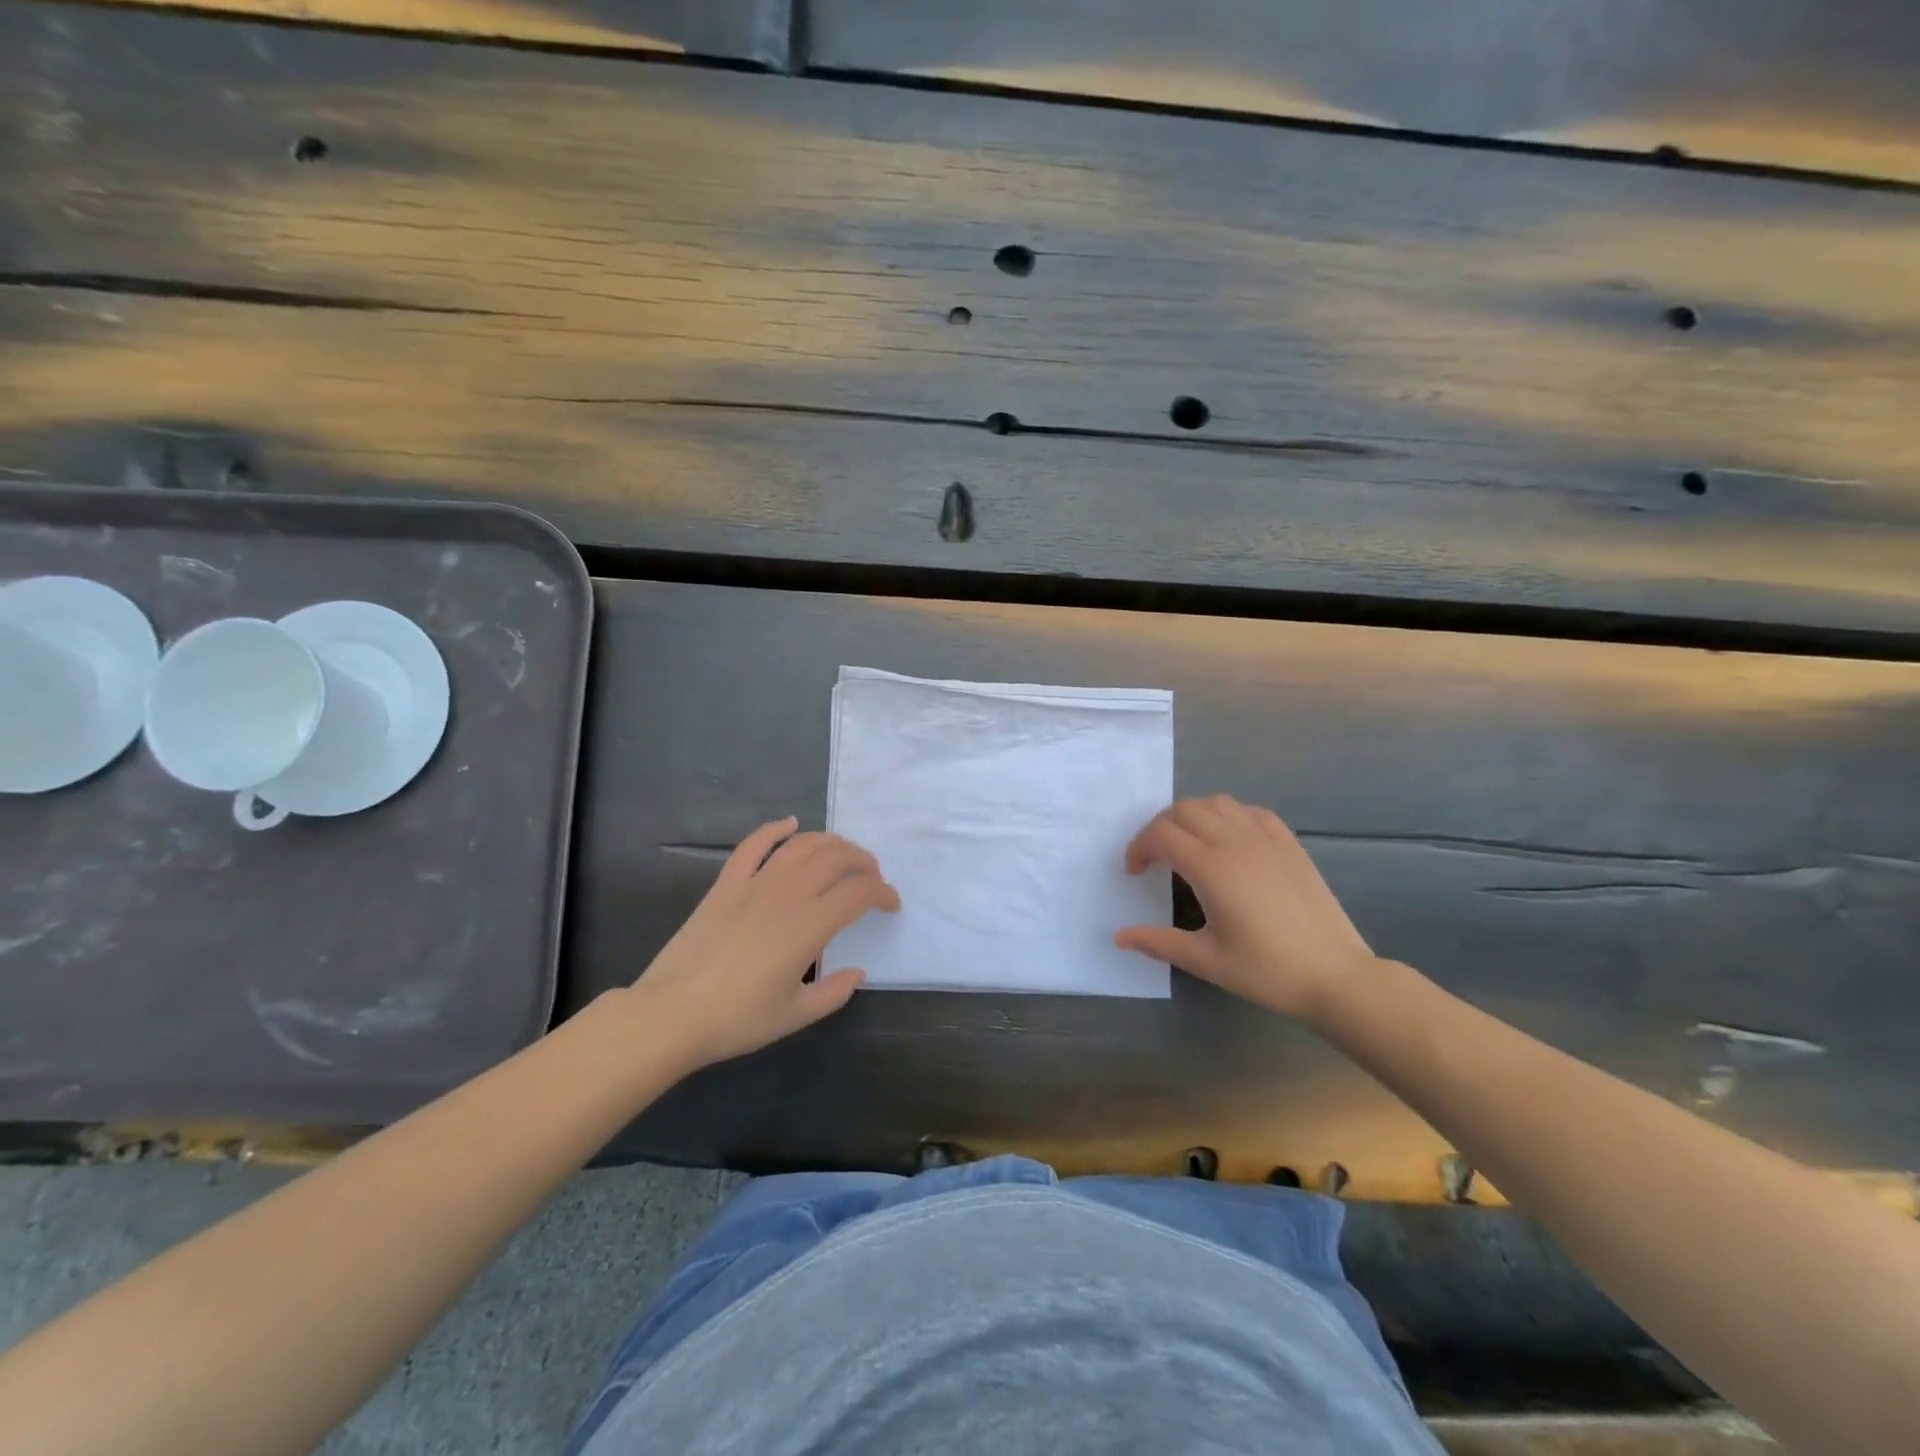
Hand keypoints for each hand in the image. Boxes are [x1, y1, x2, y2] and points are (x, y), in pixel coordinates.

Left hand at [637, 818, 898, 1067]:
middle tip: (872, 875)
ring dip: (830, 843)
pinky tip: (789, 824)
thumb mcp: (796, 1015)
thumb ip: (834, 993)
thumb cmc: (738, 1019)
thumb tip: (857, 972)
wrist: (672, 1013)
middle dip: (863, 862)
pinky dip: (775, 829)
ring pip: (802, 846)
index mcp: (811, 925)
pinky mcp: (726, 883)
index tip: (890, 904)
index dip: (883, 893)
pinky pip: (754, 845)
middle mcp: (789, 893)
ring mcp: (755, 883)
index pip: (860, 893)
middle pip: (837, 858)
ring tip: (842, 853)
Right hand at [1115, 795, 1375, 1020]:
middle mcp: (1236, 842)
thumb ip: (1159, 942)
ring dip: (1193, 816)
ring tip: (1189, 844)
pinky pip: (1251, 811)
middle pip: (1184, 810)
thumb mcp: (1206, 960)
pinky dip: (1229, 815)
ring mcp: (1266, 839)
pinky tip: (1230, 841)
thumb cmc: (1267, 971)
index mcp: (1211, 868)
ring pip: (1217, 803)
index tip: (1135, 873)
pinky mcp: (1290, 844)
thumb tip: (1119, 937)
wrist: (1336, 977)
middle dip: (1159, 827)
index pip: (1161, 835)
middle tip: (1155, 858)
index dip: (1139, 848)